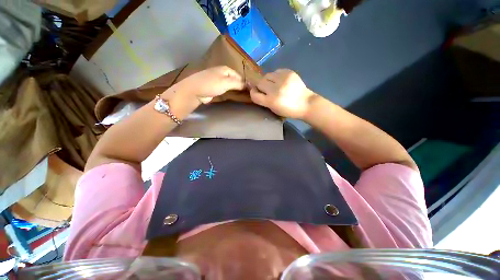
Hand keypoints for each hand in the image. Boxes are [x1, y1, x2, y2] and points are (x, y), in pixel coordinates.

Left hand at [169, 66, 245, 104]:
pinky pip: (226, 90)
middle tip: (247, 95)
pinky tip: (234, 97)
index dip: (245, 83)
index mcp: (226, 69)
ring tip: (242, 97)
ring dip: (236, 90)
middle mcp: (223, 73)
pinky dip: (230, 93)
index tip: (250, 91)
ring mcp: (218, 81)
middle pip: (235, 80)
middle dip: (240, 87)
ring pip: (231, 85)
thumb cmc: (211, 84)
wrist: (195, 91)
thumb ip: (238, 83)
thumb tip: (248, 85)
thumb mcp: (226, 82)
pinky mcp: (215, 88)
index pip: (239, 75)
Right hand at [250, 69, 316, 118]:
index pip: (255, 95)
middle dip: (260, 85)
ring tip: (273, 84)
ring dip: (267, 80)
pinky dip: (276, 76)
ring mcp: (283, 79)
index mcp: (271, 101)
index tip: (254, 91)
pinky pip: (276, 71)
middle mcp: (276, 89)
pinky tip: (280, 81)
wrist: (306, 103)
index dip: (253, 93)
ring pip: (267, 75)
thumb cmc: (288, 110)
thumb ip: (264, 100)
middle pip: (259, 82)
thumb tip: (256, 90)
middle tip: (265, 88)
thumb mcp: (274, 109)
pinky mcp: (289, 72)